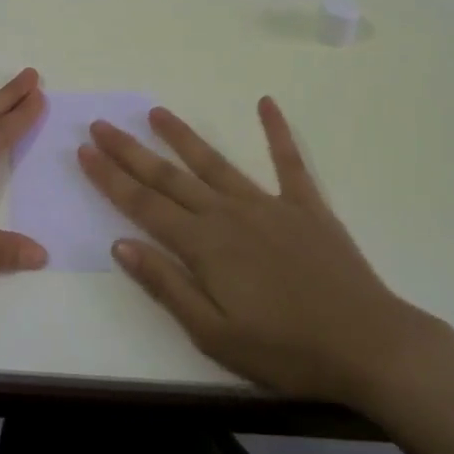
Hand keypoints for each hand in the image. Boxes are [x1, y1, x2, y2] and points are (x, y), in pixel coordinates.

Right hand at [79, 96, 434, 405]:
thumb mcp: (214, 334)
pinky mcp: (306, 206)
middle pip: (169, 176)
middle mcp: (228, 214)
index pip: (143, 204)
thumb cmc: (286, 351)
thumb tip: (120, 245)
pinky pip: (288, 161)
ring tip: (156, 111)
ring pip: (214, 162)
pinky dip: (277, 131)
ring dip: (182, 136)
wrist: (368, 346)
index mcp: (203, 246)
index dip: (110, 177)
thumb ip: (166, 286)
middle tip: (102, 124)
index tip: (84, 150)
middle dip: (130, 150)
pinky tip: (266, 103)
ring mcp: (268, 204)